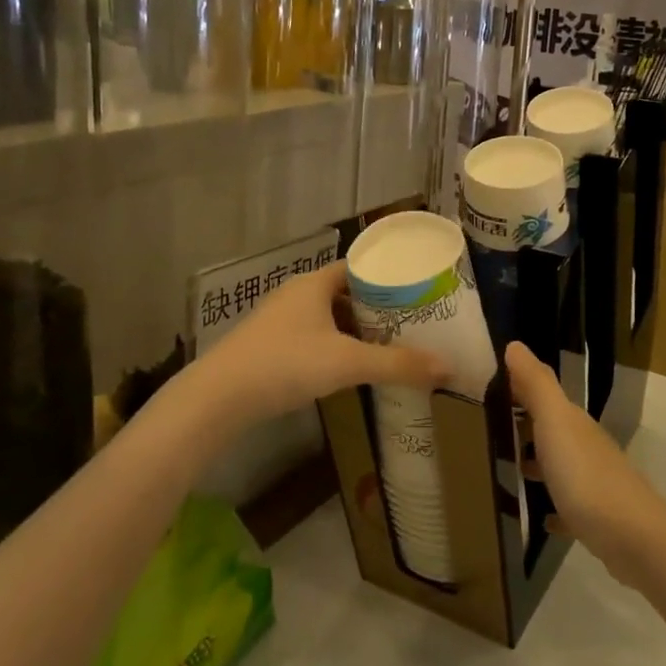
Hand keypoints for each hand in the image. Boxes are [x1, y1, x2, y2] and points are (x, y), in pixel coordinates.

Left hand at [191, 261, 448, 426]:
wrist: (217, 398)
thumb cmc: (285, 364)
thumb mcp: (347, 363)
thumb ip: (397, 364)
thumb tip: (448, 367)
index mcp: (314, 284)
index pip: (358, 267)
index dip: (387, 276)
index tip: (415, 289)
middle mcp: (296, 294)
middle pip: (344, 292)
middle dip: (376, 306)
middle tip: (410, 320)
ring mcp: (279, 321)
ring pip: (326, 316)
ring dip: (354, 328)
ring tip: (387, 344)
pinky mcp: (269, 346)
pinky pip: (312, 337)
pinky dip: (334, 346)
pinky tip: (348, 367)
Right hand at [506, 342, 665, 586]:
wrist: (632, 536)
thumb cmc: (585, 474)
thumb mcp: (555, 421)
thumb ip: (536, 384)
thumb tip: (514, 345)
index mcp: (573, 422)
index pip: (544, 394)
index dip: (519, 387)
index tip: (487, 386)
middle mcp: (585, 446)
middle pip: (552, 429)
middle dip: (524, 425)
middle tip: (487, 428)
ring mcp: (593, 483)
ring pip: (559, 465)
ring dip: (537, 463)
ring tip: (505, 468)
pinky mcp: (595, 518)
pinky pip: (568, 507)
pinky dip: (553, 507)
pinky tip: (539, 517)